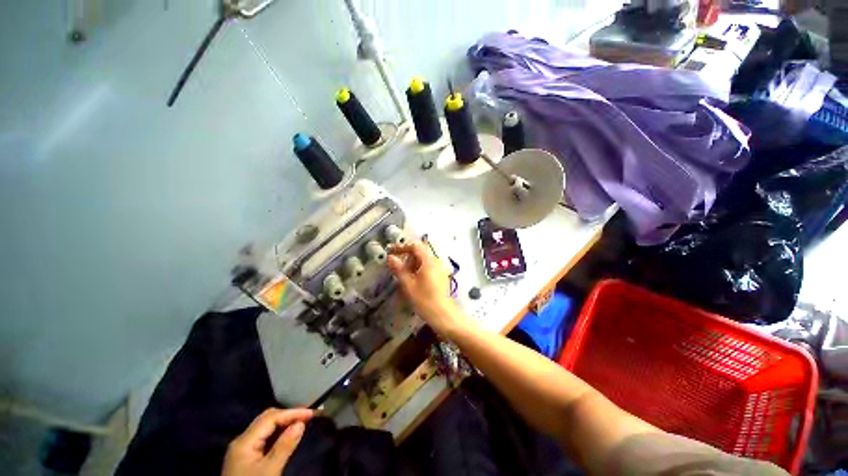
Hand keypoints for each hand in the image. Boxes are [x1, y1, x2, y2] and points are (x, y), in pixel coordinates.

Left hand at [221, 408, 312, 475]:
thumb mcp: (270, 471)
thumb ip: (284, 446)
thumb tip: (301, 423)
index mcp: (244, 441)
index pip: (271, 418)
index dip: (292, 413)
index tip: (312, 413)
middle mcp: (241, 440)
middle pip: (266, 418)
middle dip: (288, 415)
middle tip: (307, 416)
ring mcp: (242, 449)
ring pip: (265, 427)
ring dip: (283, 423)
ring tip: (301, 423)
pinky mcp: (245, 458)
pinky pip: (263, 437)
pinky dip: (277, 432)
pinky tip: (287, 435)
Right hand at [387, 241, 467, 336]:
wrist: (444, 316)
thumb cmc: (425, 300)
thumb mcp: (408, 285)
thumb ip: (398, 269)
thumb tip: (390, 257)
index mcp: (429, 261)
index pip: (415, 246)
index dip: (401, 247)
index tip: (390, 252)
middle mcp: (436, 261)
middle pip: (420, 252)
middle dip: (407, 257)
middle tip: (397, 267)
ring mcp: (440, 269)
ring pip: (424, 260)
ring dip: (412, 264)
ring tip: (404, 276)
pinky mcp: (442, 276)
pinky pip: (428, 267)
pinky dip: (419, 270)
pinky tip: (414, 282)